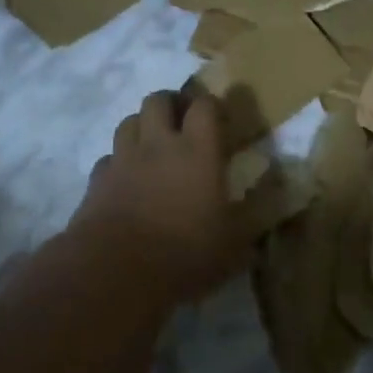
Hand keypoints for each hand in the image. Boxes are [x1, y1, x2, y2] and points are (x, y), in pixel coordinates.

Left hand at [68, 90, 246, 300]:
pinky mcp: (97, 181)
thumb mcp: (234, 244)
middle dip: (171, 104)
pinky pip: (108, 158)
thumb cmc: (184, 254)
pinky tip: (126, 180)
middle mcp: (158, 145)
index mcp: (197, 151)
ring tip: (153, 146)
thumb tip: (275, 198)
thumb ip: (252, 216)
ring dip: (142, 127)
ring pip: (129, 122)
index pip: (204, 106)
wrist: (116, 273)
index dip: (211, 105)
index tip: (219, 118)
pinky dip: (118, 162)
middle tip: (182, 123)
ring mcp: (123, 160)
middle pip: (158, 100)